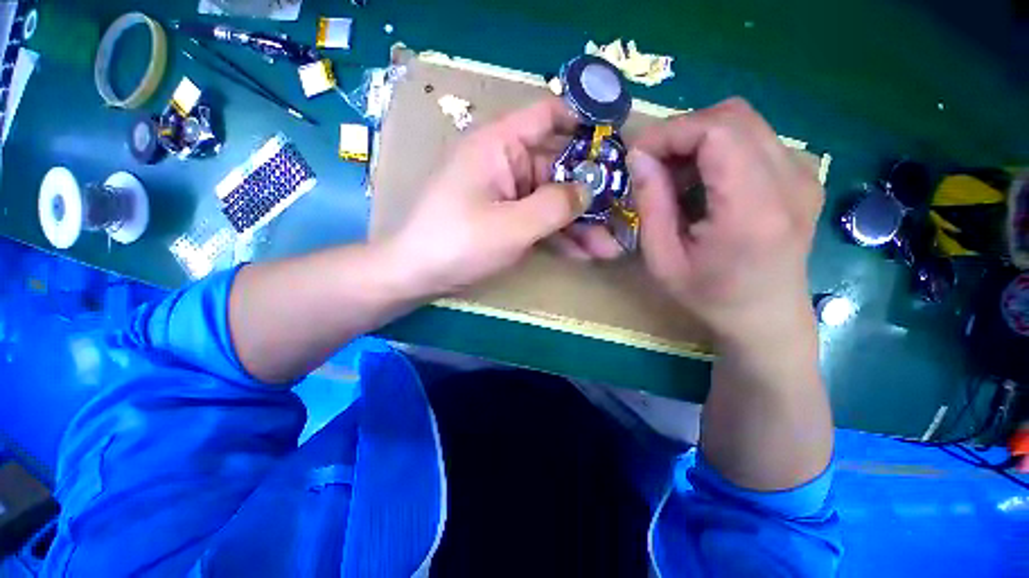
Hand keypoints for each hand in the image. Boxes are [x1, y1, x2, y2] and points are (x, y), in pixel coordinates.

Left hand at [386, 98, 622, 296]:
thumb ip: (556, 205)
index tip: (618, 143)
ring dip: (581, 223)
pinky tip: (585, 253)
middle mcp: (507, 163)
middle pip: (559, 167)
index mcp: (501, 146)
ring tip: (611, 246)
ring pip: (553, 200)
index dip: (585, 122)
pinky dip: (561, 235)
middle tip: (624, 215)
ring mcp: (508, 194)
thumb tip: (591, 188)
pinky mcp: (507, 218)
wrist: (419, 274)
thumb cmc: (459, 243)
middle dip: (591, 195)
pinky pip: (540, 220)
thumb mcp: (512, 226)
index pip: (549, 115)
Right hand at [629, 98, 823, 346]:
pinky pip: (755, 139)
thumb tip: (638, 155)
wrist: (766, 318)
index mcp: (754, 209)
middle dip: (683, 131)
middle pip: (733, 116)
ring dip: (700, 139)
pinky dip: (719, 148)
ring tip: (676, 175)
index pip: (718, 131)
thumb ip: (651, 204)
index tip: (637, 154)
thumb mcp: (662, 259)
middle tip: (653, 163)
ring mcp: (805, 175)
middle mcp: (791, 181)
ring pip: (744, 122)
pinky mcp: (804, 176)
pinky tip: (704, 182)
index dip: (671, 132)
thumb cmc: (708, 297)